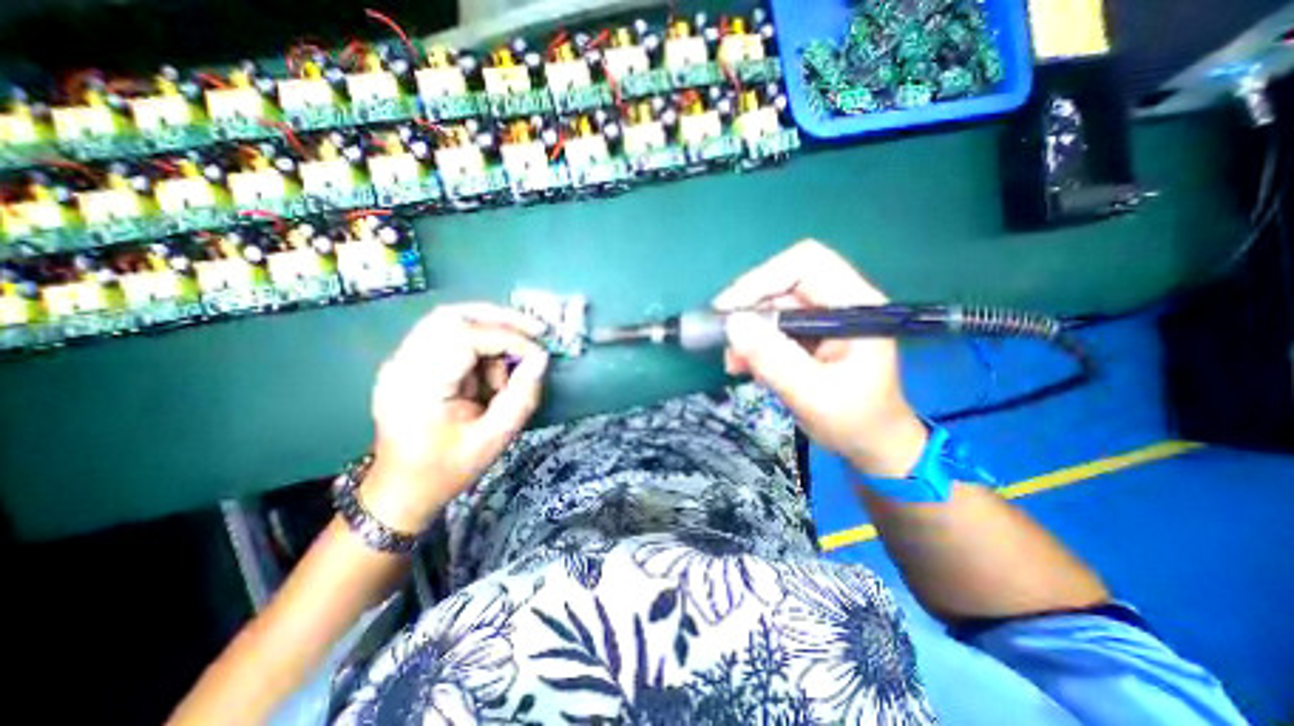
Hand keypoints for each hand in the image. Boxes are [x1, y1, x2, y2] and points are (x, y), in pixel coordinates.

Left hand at [364, 303, 551, 528]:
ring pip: (450, 321)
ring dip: (490, 333)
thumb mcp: (494, 439)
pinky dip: (479, 344)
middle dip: (499, 319)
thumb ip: (522, 396)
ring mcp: (402, 361)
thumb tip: (541, 359)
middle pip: (451, 316)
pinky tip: (492, 370)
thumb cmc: (447, 469)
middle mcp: (403, 365)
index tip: (538, 354)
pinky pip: (448, 337)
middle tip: (535, 330)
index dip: (507, 337)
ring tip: (511, 363)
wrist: (401, 489)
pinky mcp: (410, 363)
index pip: (464, 336)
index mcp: (418, 387)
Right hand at [713, 238, 923, 476]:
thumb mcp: (813, 394)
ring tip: (734, 362)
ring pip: (771, 307)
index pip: (806, 264)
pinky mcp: (807, 336)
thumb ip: (774, 359)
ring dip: (746, 331)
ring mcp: (821, 319)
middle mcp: (837, 303)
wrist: (871, 445)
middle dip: (748, 310)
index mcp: (854, 306)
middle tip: (724, 338)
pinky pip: (770, 327)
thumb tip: (732, 324)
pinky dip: (752, 343)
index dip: (763, 278)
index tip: (729, 309)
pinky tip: (742, 365)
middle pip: (782, 283)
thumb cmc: (855, 421)